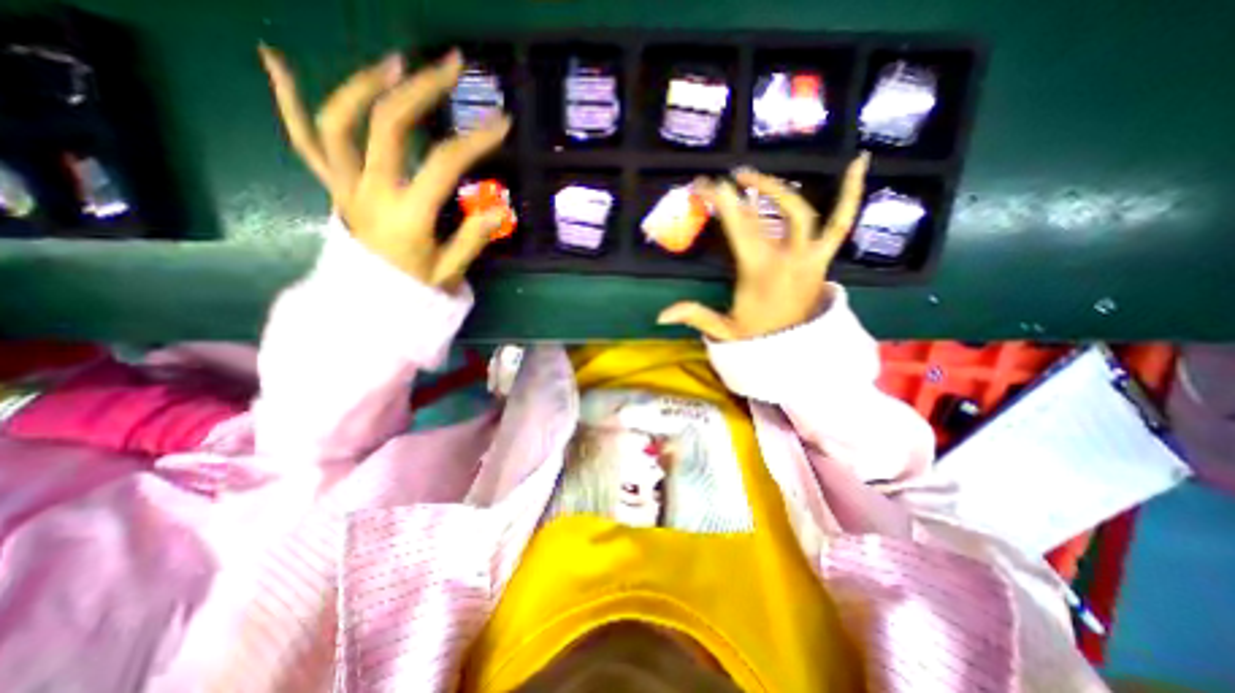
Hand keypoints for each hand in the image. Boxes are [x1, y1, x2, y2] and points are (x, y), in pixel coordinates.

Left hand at [261, 44, 512, 287]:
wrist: (369, 306)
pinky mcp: (332, 188)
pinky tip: (276, 61)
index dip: (476, 140)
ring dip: (364, 85)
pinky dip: (287, 101)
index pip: (445, 164)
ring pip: (340, 123)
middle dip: (422, 90)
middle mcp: (371, 192)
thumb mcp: (451, 271)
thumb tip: (500, 209)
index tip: (501, 122)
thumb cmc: (414, 290)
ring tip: (394, 64)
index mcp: (408, 215)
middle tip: (449, 66)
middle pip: (390, 125)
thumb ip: (473, 238)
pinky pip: (304, 142)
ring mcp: (345, 186)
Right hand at [657, 156, 864, 343]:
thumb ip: (695, 317)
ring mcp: (810, 256)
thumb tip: (660, 316)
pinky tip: (858, 163)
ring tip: (756, 177)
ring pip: (801, 212)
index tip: (706, 185)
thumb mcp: (724, 331)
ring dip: (779, 189)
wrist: (797, 351)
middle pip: (766, 215)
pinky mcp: (824, 258)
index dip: (722, 202)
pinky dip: (852, 194)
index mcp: (759, 272)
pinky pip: (841, 222)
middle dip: (745, 192)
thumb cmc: (759, 339)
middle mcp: (787, 258)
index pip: (738, 228)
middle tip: (729, 181)